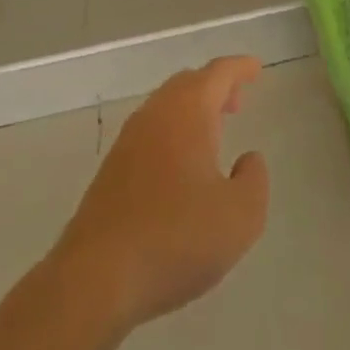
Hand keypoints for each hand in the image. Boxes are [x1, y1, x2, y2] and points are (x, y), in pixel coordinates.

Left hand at [56, 56, 269, 331]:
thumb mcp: (241, 216)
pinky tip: (181, 167)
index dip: (239, 68)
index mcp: (188, 114)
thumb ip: (254, 180)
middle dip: (214, 87)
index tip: (255, 68)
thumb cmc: (177, 239)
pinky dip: (172, 134)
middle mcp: (155, 117)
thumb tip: (247, 160)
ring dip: (191, 111)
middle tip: (236, 100)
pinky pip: (149, 134)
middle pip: (187, 84)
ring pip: (165, 109)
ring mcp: (127, 144)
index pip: (217, 74)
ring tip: (213, 132)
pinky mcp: (110, 174)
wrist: (94, 281)